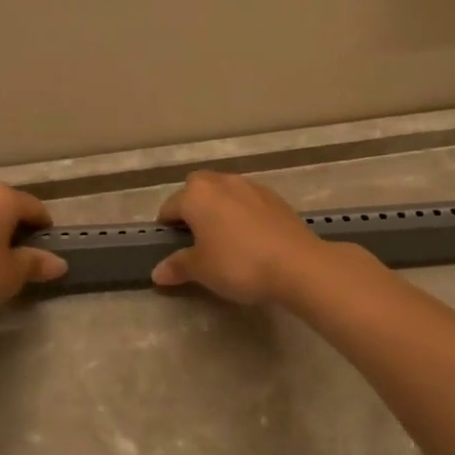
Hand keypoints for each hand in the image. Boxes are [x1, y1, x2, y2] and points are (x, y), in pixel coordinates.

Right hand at [151, 170, 330, 305]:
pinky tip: (250, 237)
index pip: (170, 207)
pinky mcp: (274, 197)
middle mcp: (221, 182)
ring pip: (224, 191)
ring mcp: (250, 186)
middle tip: (196, 237)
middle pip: (196, 188)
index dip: (166, 228)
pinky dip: (242, 212)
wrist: (296, 264)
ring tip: (224, 237)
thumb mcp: (202, 270)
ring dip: (218, 207)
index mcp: (196, 195)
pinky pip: (247, 200)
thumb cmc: (238, 264)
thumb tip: (157, 272)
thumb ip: (178, 266)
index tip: (171, 247)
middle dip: (192, 207)